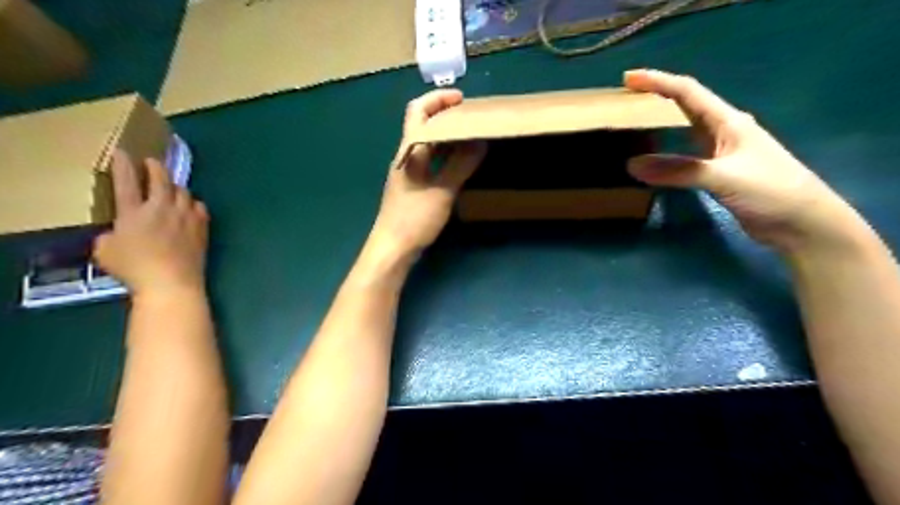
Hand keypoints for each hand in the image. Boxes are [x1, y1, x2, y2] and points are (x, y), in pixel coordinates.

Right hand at [93, 150, 211, 299]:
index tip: (123, 152)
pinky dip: (193, 203)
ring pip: (183, 191)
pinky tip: (190, 207)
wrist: (172, 281)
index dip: (123, 164)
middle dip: (155, 167)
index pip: (126, 181)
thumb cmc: (134, 269)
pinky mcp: (202, 227)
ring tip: (171, 187)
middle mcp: (161, 208)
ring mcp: (185, 216)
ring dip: (175, 186)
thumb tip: (117, 231)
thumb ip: (109, 235)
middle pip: (161, 179)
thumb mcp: (105, 251)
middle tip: (151, 162)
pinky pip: (199, 207)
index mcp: (133, 212)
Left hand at [368, 89, 489, 259]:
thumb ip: (460, 165)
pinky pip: (430, 163)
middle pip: (423, 126)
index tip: (462, 100)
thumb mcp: (441, 191)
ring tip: (472, 137)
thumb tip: (480, 142)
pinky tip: (460, 163)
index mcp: (409, 151)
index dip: (438, 100)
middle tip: (472, 119)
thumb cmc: (414, 218)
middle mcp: (406, 157)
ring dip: (447, 137)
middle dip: (446, 117)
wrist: (392, 248)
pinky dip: (445, 156)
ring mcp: (408, 173)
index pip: (418, 111)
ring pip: (428, 145)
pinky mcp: (413, 187)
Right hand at [627, 68, 864, 253]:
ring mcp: (721, 152)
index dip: (658, 82)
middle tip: (625, 99)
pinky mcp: (717, 172)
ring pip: (685, 129)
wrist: (802, 223)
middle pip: (685, 105)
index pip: (688, 92)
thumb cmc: (770, 191)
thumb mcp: (724, 177)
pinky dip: (665, 153)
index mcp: (728, 122)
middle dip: (656, 97)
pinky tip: (653, 157)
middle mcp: (723, 131)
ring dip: (661, 123)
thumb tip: (632, 165)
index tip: (628, 78)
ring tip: (634, 123)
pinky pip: (684, 154)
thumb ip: (679, 171)